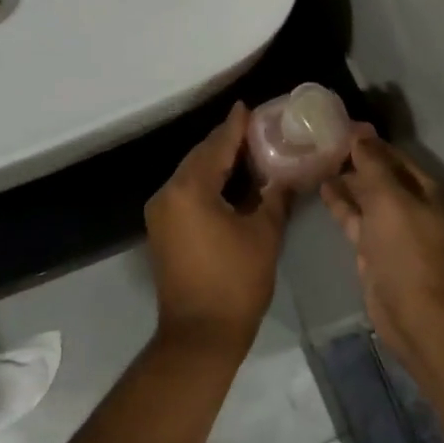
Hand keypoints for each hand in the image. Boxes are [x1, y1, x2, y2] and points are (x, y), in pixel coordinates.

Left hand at [144, 104, 291, 354]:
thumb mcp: (263, 235)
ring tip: (246, 150)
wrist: (199, 335)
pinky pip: (185, 192)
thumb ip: (273, 197)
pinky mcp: (162, 229)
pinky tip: (229, 181)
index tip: (248, 107)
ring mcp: (160, 212)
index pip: (216, 147)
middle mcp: (168, 193)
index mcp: (190, 189)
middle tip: (254, 128)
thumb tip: (283, 177)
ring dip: (215, 162)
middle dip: (225, 142)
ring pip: (190, 174)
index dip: (235, 126)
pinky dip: (206, 182)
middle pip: (199, 157)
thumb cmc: (236, 282)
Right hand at [320, 131, 443, 352]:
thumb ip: (373, 164)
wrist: (413, 312)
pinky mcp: (377, 248)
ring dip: (346, 180)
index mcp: (429, 190)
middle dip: (355, 160)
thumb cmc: (407, 249)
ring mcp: (395, 229)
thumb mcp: (389, 198)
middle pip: (382, 174)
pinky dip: (342, 204)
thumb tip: (360, 133)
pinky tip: (322, 187)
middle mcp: (415, 205)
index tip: (340, 127)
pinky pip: (358, 218)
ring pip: (368, 196)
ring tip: (317, 159)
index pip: (395, 155)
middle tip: (322, 141)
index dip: (369, 141)